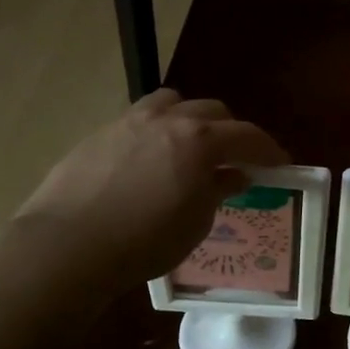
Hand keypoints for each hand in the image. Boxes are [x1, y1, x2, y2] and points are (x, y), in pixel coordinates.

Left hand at [16, 91, 288, 287]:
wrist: (68, 245)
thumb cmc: (145, 241)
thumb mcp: (196, 222)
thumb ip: (218, 190)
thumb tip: (234, 175)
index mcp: (200, 141)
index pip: (248, 136)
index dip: (269, 150)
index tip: (281, 164)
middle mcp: (168, 120)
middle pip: (212, 111)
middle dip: (231, 132)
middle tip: (235, 159)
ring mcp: (129, 121)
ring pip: (172, 103)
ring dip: (190, 119)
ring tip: (190, 147)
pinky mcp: (99, 133)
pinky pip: (140, 119)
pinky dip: (157, 130)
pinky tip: (149, 160)